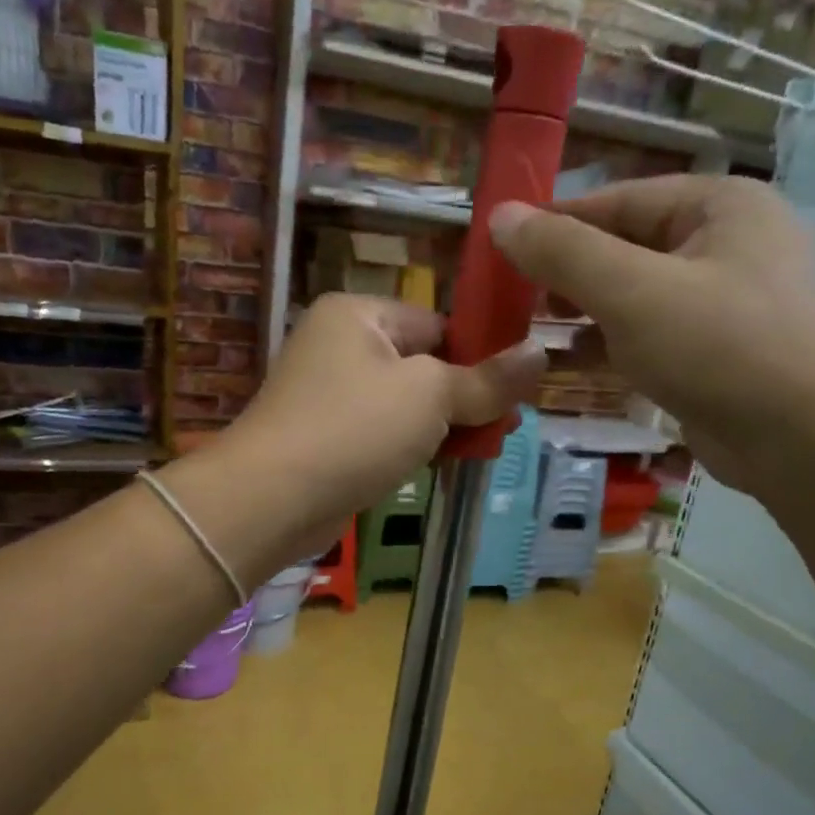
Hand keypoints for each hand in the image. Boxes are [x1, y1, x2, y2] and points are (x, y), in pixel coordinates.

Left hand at [220, 293, 544, 554]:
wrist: (273, 500)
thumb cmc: (354, 429)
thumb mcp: (430, 396)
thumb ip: (486, 379)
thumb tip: (541, 353)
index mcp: (358, 314)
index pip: (438, 324)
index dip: (480, 355)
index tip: (515, 389)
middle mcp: (339, 346)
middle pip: (423, 366)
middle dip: (463, 398)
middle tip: (503, 426)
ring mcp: (328, 396)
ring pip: (405, 406)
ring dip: (442, 428)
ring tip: (481, 449)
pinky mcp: (326, 440)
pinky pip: (382, 436)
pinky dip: (411, 449)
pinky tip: (440, 467)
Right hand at [490, 176, 814, 493]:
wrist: (803, 438)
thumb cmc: (718, 346)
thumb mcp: (631, 291)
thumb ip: (563, 253)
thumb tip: (501, 217)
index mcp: (717, 207)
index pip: (617, 201)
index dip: (555, 224)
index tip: (501, 250)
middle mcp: (724, 245)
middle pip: (624, 250)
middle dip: (566, 277)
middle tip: (511, 303)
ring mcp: (722, 304)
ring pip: (634, 299)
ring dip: (581, 316)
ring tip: (527, 336)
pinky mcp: (714, 355)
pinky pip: (649, 339)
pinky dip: (608, 349)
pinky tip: (566, 366)